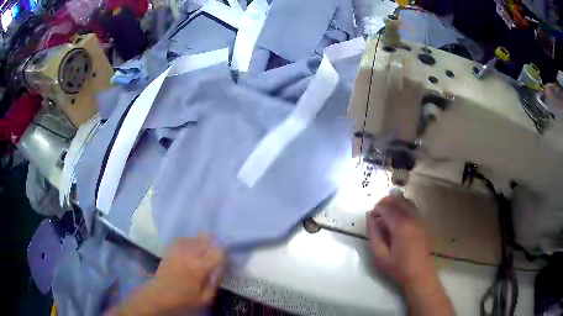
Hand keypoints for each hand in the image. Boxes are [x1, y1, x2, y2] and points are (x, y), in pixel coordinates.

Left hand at [110, 235, 224, 314]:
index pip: (217, 252)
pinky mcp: (170, 249)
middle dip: (214, 245)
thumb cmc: (184, 299)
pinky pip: (183, 239)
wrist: (159, 295)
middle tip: (215, 254)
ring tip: (205, 250)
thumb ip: (215, 282)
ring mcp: (178, 250)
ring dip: (203, 242)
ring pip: (195, 238)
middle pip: (207, 241)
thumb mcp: (205, 298)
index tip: (224, 258)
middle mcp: (189, 255)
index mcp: (199, 268)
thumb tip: (221, 267)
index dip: (224, 253)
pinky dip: (190, 241)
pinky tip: (192, 247)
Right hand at [366, 195, 432, 286]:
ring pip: (406, 202)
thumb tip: (370, 217)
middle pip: (397, 200)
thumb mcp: (380, 255)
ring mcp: (419, 219)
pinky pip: (413, 208)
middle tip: (377, 214)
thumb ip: (373, 234)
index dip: (376, 209)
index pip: (386, 207)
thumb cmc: (398, 266)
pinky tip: (399, 219)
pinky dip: (404, 208)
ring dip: (395, 204)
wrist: (419, 273)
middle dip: (385, 203)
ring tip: (388, 215)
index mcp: (400, 226)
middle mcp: (411, 218)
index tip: (371, 216)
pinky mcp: (424, 222)